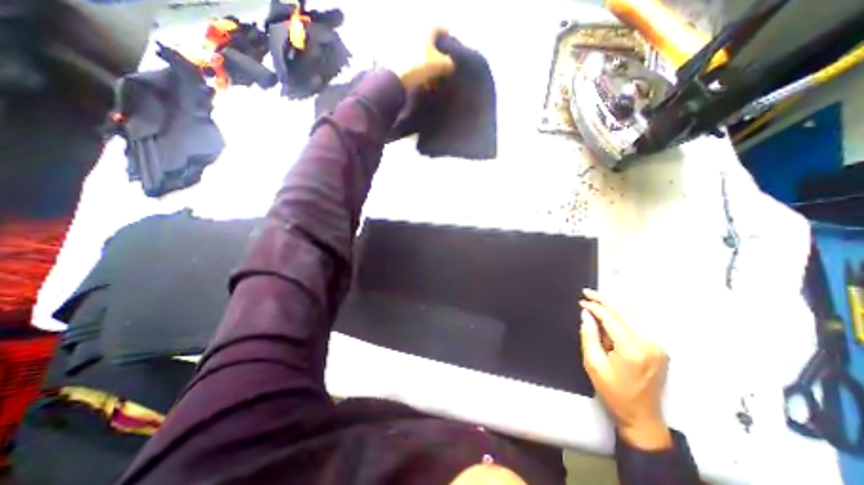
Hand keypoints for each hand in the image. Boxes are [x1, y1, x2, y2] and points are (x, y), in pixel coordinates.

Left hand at [394, 26, 454, 90]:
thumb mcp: (441, 65)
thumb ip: (449, 64)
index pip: (441, 31)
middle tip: (443, 74)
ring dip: (430, 71)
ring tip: (433, 85)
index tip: (451, 56)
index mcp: (426, 30)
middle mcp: (416, 35)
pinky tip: (424, 86)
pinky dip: (421, 75)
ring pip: (423, 58)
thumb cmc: (421, 66)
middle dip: (438, 61)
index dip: (447, 43)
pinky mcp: (400, 62)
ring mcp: (406, 48)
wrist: (397, 78)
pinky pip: (415, 67)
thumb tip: (450, 66)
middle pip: (431, 46)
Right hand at [579, 288, 674, 451]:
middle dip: (604, 299)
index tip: (581, 302)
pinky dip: (624, 314)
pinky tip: (612, 312)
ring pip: (634, 313)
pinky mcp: (659, 348)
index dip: (594, 306)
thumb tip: (586, 314)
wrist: (642, 417)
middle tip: (587, 293)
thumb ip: (588, 334)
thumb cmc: (613, 391)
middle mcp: (649, 343)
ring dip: (614, 304)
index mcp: (631, 348)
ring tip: (597, 300)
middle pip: (624, 310)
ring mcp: (657, 345)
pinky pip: (640, 322)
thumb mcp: (592, 363)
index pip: (610, 316)